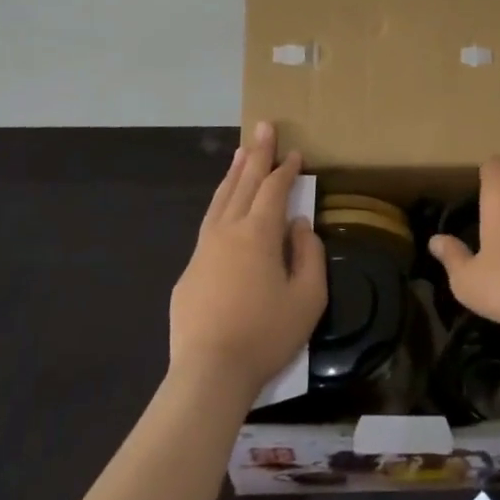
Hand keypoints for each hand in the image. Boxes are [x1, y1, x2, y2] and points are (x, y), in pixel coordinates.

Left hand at [168, 123, 326, 403]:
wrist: (208, 373)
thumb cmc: (266, 335)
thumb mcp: (308, 298)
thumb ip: (309, 255)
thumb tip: (300, 226)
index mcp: (258, 233)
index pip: (273, 189)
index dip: (286, 169)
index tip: (295, 153)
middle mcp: (228, 230)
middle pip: (243, 182)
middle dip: (257, 154)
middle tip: (263, 126)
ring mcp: (203, 249)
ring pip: (220, 199)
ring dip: (233, 173)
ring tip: (241, 153)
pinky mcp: (189, 272)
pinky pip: (208, 225)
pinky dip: (219, 204)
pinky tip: (223, 207)